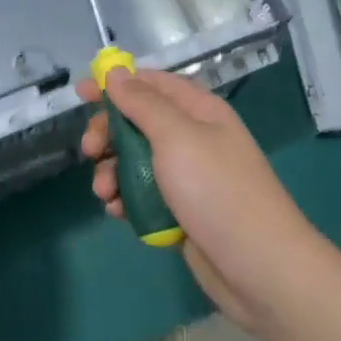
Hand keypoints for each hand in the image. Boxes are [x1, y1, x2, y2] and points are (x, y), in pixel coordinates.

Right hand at [79, 69, 319, 329]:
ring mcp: (188, 177)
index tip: (80, 93)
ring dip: (112, 171)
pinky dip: (125, 199)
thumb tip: (116, 72)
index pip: (151, 83)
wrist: (260, 268)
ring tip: (104, 193)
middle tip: (90, 150)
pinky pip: (144, 194)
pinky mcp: (182, 211)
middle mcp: (193, 138)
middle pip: (138, 122)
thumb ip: (143, 103)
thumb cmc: (217, 191)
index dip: (115, 83)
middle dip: (109, 134)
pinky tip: (116, 213)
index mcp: (198, 111)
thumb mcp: (176, 136)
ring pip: (136, 161)